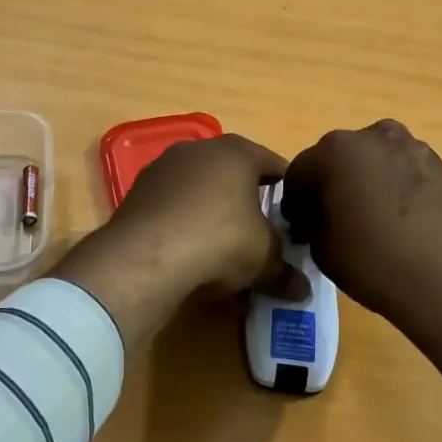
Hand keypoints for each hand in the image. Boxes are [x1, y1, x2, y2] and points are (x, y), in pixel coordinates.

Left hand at [55, 135, 307, 361]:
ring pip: (200, 193)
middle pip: (234, 175)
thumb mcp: (264, 258)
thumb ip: (285, 271)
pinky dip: (186, 229)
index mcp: (237, 152)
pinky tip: (192, 260)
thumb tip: (303, 291)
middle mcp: (199, 150)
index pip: (273, 164)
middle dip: (248, 205)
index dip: (288, 190)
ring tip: (225, 255)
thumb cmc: (220, 239)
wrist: (146, 257)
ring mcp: (164, 169)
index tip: (296, 215)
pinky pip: (174, 210)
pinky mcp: (138, 194)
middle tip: (262, 235)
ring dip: (214, 218)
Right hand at [282, 120, 441, 394]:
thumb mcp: (321, 247)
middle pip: (340, 158)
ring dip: (366, 182)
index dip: (295, 201)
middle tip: (333, 221)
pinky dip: (395, 188)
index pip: (300, 171)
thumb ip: (311, 221)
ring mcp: (412, 147)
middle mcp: (373, 136)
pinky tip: (400, 221)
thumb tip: (316, 215)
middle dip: (332, 184)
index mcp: (335, 150)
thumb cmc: (373, 261)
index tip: (299, 227)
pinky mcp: (441, 166)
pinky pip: (404, 172)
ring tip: (371, 220)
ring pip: (375, 161)